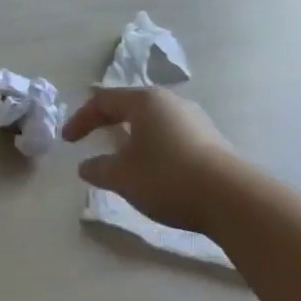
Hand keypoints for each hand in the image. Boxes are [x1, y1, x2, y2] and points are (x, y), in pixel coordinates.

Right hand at [61, 87, 240, 236]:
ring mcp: (195, 120)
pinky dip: (154, 148)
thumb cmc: (167, 178)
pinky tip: (155, 170)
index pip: (103, 101)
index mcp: (145, 101)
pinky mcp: (212, 141)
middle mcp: (171, 102)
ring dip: (133, 136)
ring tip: (123, 157)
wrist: (233, 199)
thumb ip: (98, 169)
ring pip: (153, 122)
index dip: (81, 119)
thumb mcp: (123, 177)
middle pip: (130, 106)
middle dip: (108, 122)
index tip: (67, 141)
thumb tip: (85, 166)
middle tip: (92, 137)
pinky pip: (172, 136)